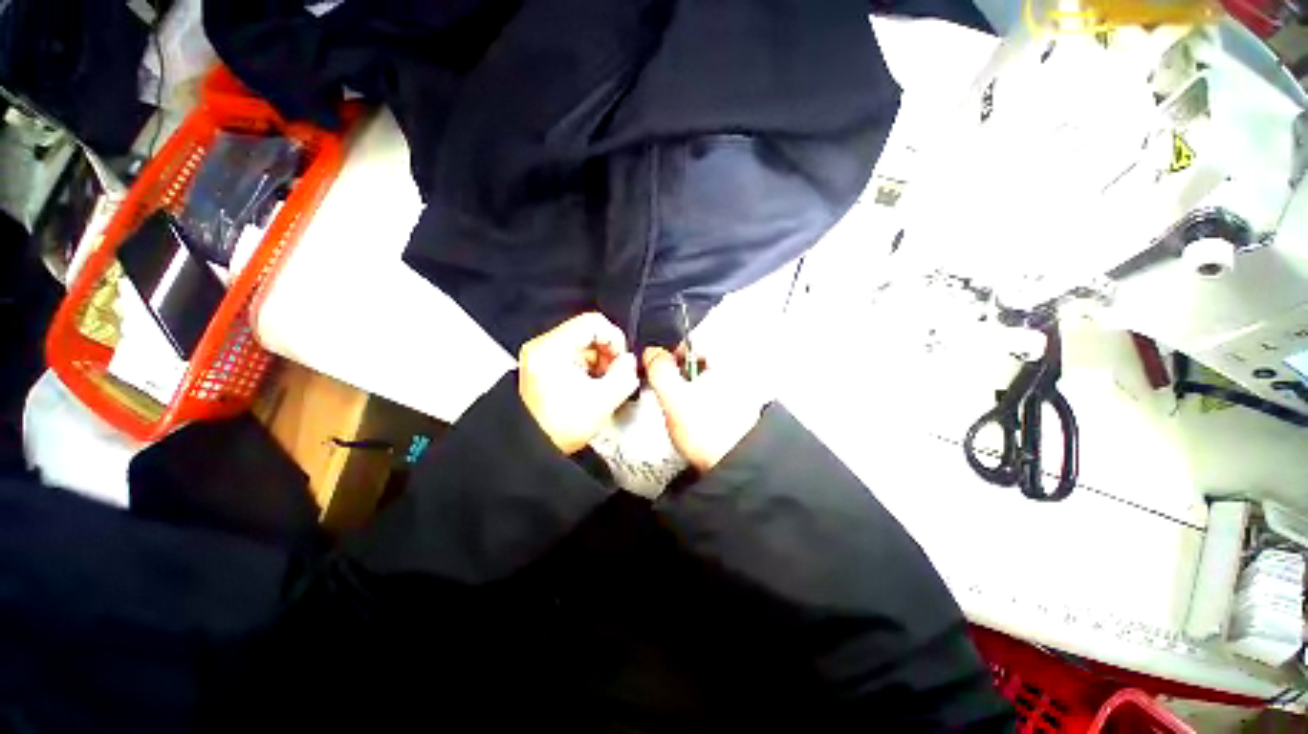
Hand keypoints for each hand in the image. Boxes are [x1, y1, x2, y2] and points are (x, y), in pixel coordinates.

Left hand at [519, 313, 640, 453]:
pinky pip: (575, 355)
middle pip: (588, 331)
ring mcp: (542, 355)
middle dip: (608, 353)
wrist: (531, 448)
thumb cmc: (557, 429)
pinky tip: (590, 387)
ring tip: (601, 385)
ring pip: (584, 343)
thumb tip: (630, 361)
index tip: (621, 360)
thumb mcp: (602, 402)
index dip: (615, 339)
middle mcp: (542, 346)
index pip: (593, 322)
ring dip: (599, 362)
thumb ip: (624, 376)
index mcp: (552, 349)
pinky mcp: (544, 365)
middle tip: (613, 375)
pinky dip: (588, 368)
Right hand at [643, 346, 765, 472]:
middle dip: (679, 376)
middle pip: (698, 363)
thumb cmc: (707, 430)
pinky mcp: (740, 410)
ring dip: (689, 392)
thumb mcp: (674, 397)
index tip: (658, 372)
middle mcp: (736, 371)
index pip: (692, 342)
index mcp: (724, 360)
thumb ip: (659, 370)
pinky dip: (701, 404)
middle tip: (669, 396)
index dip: (670, 355)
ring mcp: (741, 392)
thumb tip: (652, 352)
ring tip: (682, 413)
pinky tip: (696, 422)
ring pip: (705, 382)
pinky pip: (713, 398)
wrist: (737, 467)